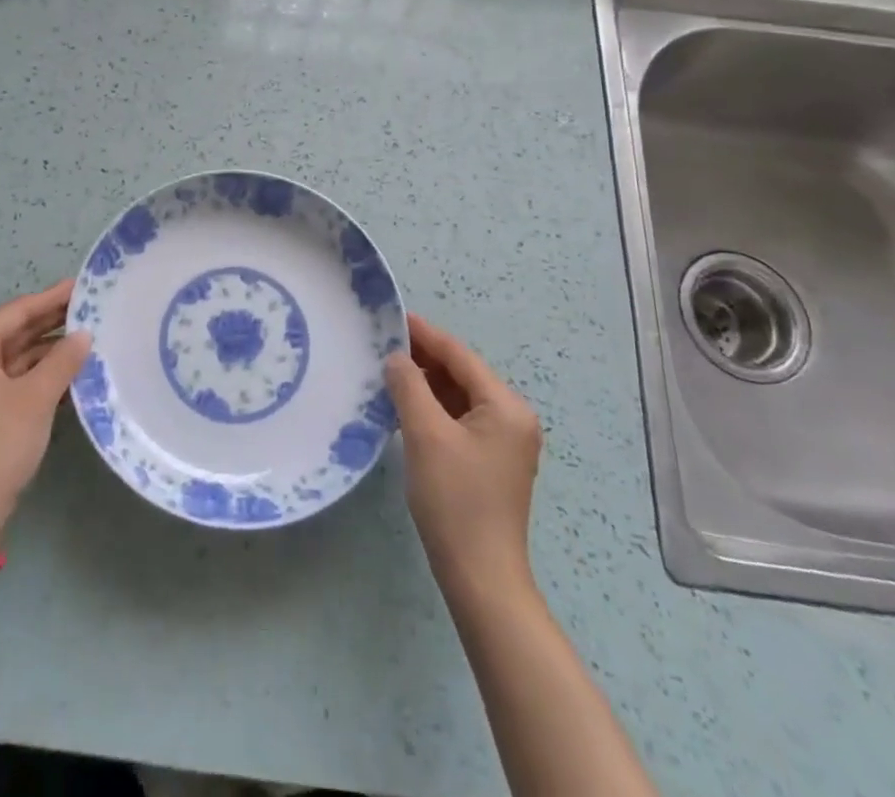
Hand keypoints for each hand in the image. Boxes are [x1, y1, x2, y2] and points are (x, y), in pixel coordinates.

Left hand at [0, 281, 92, 540]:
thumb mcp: (35, 398)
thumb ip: (62, 360)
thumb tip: (84, 335)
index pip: (14, 314)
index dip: (50, 299)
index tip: (80, 285)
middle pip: (12, 334)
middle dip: (50, 323)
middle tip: (89, 307)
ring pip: (13, 359)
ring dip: (47, 351)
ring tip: (87, 337)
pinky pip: (11, 381)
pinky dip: (38, 375)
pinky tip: (70, 372)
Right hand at [383, 311, 542, 597]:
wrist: (481, 578)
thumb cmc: (455, 500)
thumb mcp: (425, 435)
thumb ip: (409, 386)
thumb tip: (396, 357)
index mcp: (506, 406)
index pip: (459, 356)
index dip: (425, 334)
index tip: (393, 316)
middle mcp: (512, 418)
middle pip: (462, 374)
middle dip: (423, 358)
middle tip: (382, 343)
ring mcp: (504, 443)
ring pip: (459, 398)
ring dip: (426, 384)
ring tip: (387, 369)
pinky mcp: (490, 463)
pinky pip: (459, 420)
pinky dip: (433, 409)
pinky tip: (404, 406)